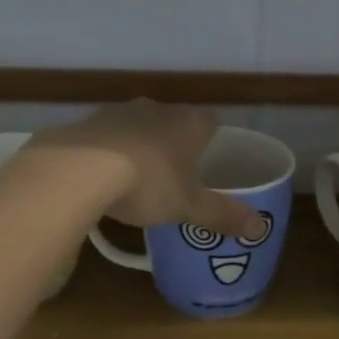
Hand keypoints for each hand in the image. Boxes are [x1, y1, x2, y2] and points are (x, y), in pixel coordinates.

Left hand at [28, 100, 264, 237]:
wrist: (78, 170)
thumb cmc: (148, 184)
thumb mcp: (189, 207)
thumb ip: (223, 215)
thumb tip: (261, 228)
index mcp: (188, 123)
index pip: (211, 121)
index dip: (213, 139)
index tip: (212, 159)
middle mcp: (155, 109)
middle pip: (173, 121)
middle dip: (175, 143)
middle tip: (176, 173)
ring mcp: (117, 112)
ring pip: (137, 125)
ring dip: (140, 145)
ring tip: (137, 177)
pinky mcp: (85, 123)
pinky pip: (105, 137)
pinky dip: (108, 152)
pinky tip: (101, 176)